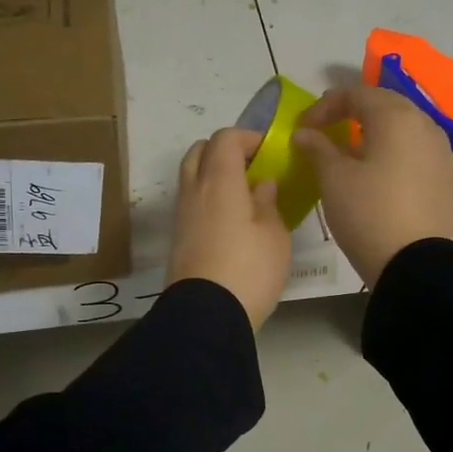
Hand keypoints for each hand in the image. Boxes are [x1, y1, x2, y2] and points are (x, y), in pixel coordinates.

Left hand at [165, 127, 291, 328]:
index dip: (247, 137)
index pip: (225, 138)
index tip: (268, 152)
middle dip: (224, 151)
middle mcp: (194, 189)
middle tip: (251, 168)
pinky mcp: (178, 237)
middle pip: (200, 151)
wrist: (207, 314)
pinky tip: (231, 219)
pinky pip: (191, 202)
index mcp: (219, 179)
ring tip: (243, 196)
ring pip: (191, 176)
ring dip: (213, 175)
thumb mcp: (274, 235)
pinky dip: (207, 198)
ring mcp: (181, 214)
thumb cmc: (249, 269)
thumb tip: (262, 184)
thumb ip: (269, 203)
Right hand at [292, 86, 452, 286]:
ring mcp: (440, 151)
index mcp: (397, 116)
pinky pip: (414, 151)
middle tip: (325, 132)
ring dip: (373, 132)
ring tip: (349, 153)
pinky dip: (391, 152)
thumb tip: (304, 133)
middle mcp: (425, 124)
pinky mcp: (445, 177)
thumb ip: (317, 148)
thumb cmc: (369, 213)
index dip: (324, 106)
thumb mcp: (333, 179)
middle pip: (384, 106)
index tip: (303, 128)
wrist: (416, 264)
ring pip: (402, 128)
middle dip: (351, 113)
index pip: (356, 93)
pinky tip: (375, 173)